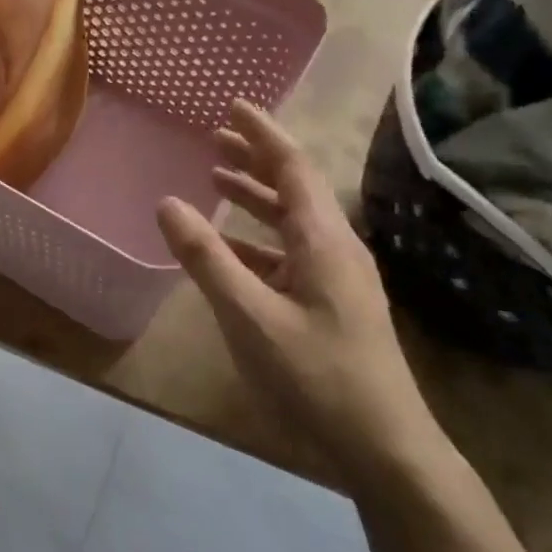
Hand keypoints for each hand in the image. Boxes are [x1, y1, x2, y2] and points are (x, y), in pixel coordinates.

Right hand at [156, 101, 448, 495]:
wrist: (383, 446)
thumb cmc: (316, 376)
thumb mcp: (250, 316)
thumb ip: (206, 258)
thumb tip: (168, 202)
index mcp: (323, 240)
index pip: (291, 167)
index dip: (261, 133)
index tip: (233, 105)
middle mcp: (335, 247)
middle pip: (294, 187)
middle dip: (254, 159)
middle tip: (214, 138)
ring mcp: (336, 277)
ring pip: (292, 220)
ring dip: (255, 197)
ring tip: (215, 180)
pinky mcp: (331, 302)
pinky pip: (289, 252)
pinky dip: (257, 238)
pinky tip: (229, 248)